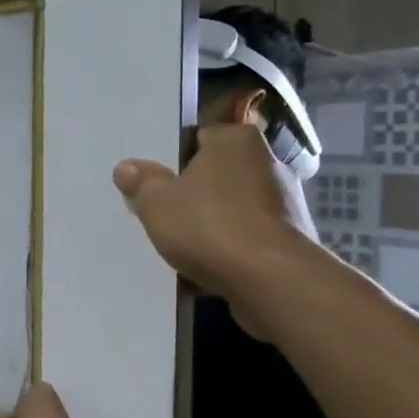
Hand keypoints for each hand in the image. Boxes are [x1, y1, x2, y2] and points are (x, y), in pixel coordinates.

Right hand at [112, 124, 318, 300]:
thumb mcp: (156, 202)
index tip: (153, 181)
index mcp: (235, 140)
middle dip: (193, 192)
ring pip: (232, 207)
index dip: (172, 159)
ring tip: (182, 244)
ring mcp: (285, 201)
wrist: (270, 279)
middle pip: (216, 173)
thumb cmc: (209, 226)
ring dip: (212, 222)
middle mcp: (266, 161)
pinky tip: (207, 266)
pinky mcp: (292, 237)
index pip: (197, 138)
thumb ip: (141, 181)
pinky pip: (248, 236)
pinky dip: (230, 247)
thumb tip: (127, 167)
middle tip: (162, 211)